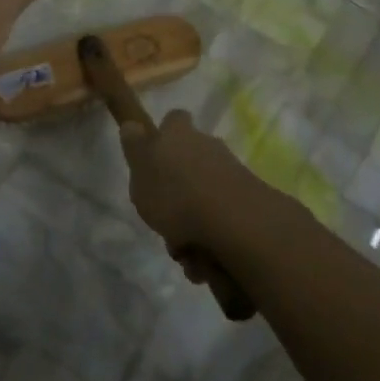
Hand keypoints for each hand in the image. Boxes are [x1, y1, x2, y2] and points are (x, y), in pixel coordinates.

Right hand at [119, 109, 258, 273]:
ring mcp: (231, 172)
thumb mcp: (141, 171)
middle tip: (163, 218)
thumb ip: (135, 148)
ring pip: (203, 196)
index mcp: (179, 135)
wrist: (234, 222)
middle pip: (189, 162)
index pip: (173, 120)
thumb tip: (132, 125)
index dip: (164, 135)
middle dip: (177, 191)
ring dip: (192, 223)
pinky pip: (220, 219)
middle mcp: (208, 146)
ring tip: (183, 251)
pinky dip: (210, 238)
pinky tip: (202, 260)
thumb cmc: (175, 194)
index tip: (155, 155)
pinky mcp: (248, 200)